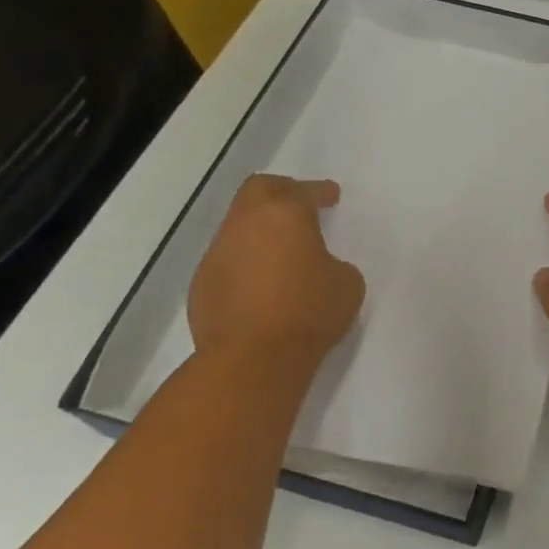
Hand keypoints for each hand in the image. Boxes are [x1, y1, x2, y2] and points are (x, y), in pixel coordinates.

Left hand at [189, 176, 364, 365]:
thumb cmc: (309, 311)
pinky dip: (246, 262)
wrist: (253, 358)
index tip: (331, 195)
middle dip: (281, 191)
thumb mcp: (347, 283)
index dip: (320, 191)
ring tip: (282, 250)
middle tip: (300, 203)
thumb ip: (335, 264)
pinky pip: (227, 260)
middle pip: (258, 190)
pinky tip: (262, 283)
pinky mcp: (202, 284)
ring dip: (260, 231)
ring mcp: (217, 254)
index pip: (304, 192)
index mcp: (284, 215)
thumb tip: (318, 268)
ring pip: (238, 226)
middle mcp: (245, 225)